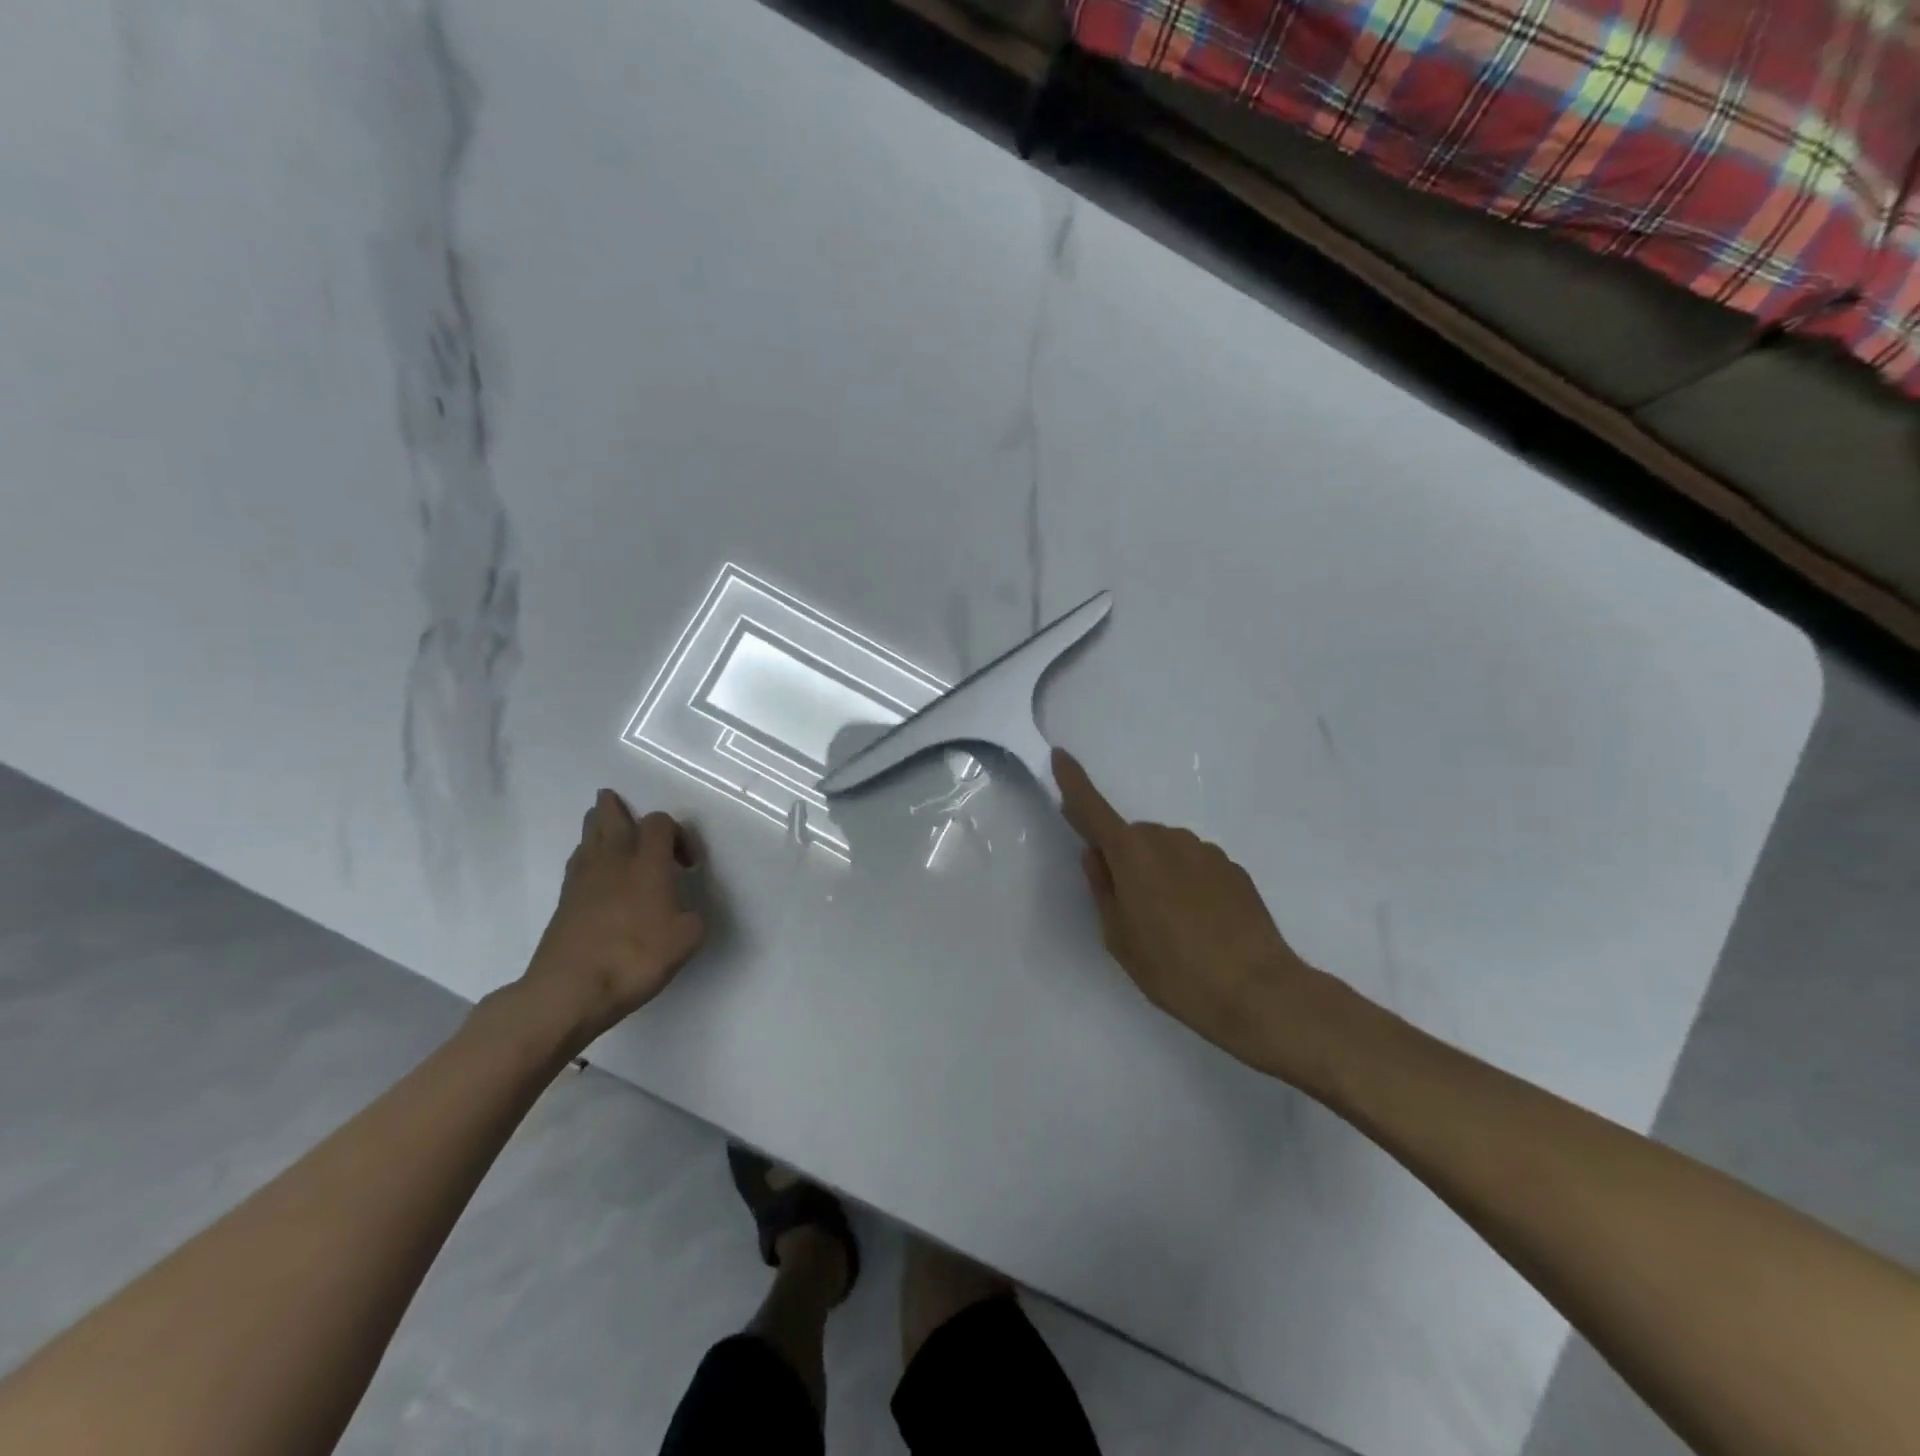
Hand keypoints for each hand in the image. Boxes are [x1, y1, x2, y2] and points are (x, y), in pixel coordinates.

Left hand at [518, 790, 705, 1050]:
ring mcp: (583, 878)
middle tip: (627, 810)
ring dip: (600, 827)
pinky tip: (599, 874)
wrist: (570, 989)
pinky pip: (578, 862)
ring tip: (613, 835)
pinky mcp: (564, 900)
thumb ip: (692, 918)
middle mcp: (614, 860)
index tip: (688, 865)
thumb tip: (684, 913)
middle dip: (618, 807)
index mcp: (648, 863)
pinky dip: (589, 857)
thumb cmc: (635, 958)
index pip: (660, 823)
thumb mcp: (686, 940)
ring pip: (588, 835)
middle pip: (610, 815)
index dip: (678, 834)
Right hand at [1054, 747, 1343, 1079]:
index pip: (1093, 809)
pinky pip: (1196, 866)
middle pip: (1133, 838)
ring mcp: (1206, 851)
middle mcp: (1168, 840)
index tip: (1060, 756)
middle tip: (1132, 910)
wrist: (1257, 990)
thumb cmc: (1174, 969)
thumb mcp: (1119, 938)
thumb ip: (1103, 890)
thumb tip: (1096, 855)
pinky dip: (1188, 884)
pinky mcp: (1234, 869)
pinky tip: (1202, 925)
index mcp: (1132, 854)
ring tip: (1172, 925)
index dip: (1074, 782)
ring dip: (1159, 873)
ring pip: (1166, 851)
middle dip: (1125, 860)